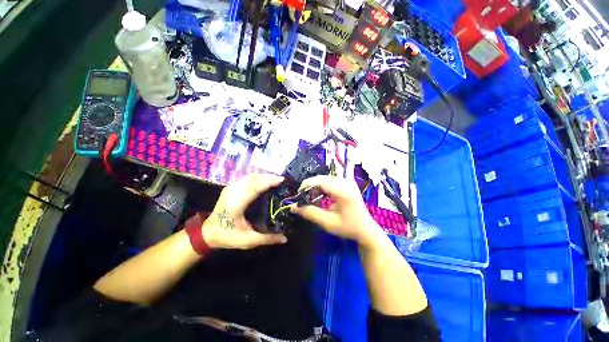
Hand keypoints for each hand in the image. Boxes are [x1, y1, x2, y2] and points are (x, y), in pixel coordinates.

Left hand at [202, 174, 287, 249]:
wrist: (206, 233)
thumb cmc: (226, 236)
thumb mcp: (247, 241)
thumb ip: (267, 239)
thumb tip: (285, 239)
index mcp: (236, 203)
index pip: (254, 187)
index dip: (269, 182)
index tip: (282, 180)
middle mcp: (233, 192)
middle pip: (253, 178)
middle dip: (269, 177)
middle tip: (282, 180)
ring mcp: (231, 188)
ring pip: (250, 177)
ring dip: (264, 176)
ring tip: (276, 180)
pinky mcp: (231, 187)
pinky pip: (247, 179)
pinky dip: (258, 178)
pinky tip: (265, 181)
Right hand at [291, 175, 383, 246]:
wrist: (366, 229)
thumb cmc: (349, 228)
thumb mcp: (328, 223)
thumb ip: (310, 213)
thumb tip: (293, 207)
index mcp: (343, 191)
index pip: (320, 181)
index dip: (306, 186)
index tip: (298, 195)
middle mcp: (346, 182)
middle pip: (321, 178)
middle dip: (309, 187)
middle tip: (302, 199)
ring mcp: (347, 181)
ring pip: (324, 179)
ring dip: (315, 187)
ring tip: (310, 199)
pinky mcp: (347, 183)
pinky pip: (330, 182)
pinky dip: (322, 188)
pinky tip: (319, 197)